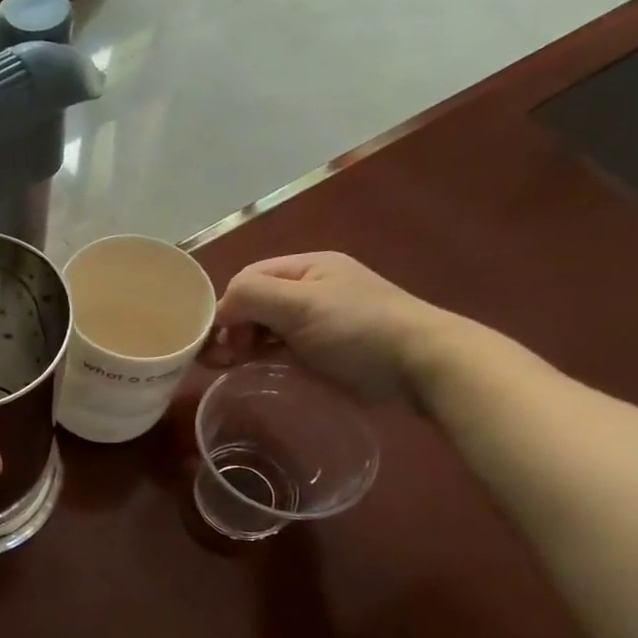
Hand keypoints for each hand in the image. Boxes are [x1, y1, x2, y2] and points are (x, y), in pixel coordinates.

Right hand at [206, 251, 460, 402]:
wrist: (422, 366)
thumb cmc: (358, 329)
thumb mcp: (300, 304)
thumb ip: (252, 296)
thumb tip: (218, 312)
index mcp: (307, 268)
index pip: (248, 278)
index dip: (226, 305)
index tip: (215, 339)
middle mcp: (310, 289)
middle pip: (254, 303)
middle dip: (231, 327)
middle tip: (221, 358)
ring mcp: (318, 321)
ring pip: (264, 328)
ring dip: (243, 344)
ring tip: (231, 366)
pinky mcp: (323, 351)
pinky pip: (280, 349)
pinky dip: (262, 357)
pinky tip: (254, 370)